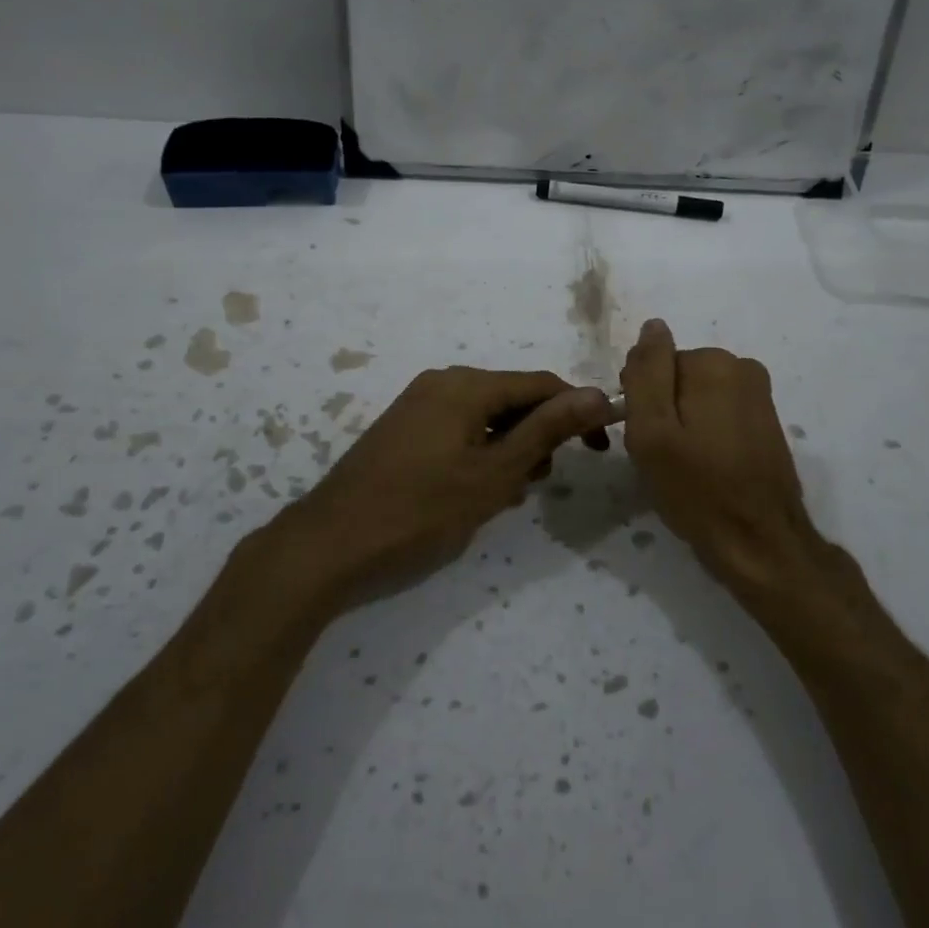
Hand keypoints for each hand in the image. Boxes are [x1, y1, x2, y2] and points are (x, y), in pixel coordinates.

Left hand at [276, 367, 612, 607]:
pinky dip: (479, 456)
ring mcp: (418, 405)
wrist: (329, 544)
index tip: (599, 450)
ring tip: (504, 495)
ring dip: (508, 451)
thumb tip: (598, 393)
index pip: (541, 385)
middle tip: (538, 484)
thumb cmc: (420, 511)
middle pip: (512, 399)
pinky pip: (459, 431)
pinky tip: (476, 493)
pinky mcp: (404, 430)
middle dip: (537, 437)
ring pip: (486, 418)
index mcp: (466, 386)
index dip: (577, 413)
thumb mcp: (493, 474)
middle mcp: (442, 383)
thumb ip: (547, 430)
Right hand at [619, 318, 828, 599]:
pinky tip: (707, 468)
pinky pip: (719, 413)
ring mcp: (760, 395)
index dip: (640, 401)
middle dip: (663, 410)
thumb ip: (646, 372)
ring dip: (683, 424)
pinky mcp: (767, 421)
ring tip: (685, 466)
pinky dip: (706, 434)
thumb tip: (653, 326)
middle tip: (663, 456)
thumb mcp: (652, 431)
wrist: (760, 543)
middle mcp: (742, 367)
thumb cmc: (697, 489)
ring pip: (696, 397)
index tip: (645, 437)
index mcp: (714, 363)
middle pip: (676, 377)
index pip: (653, 363)